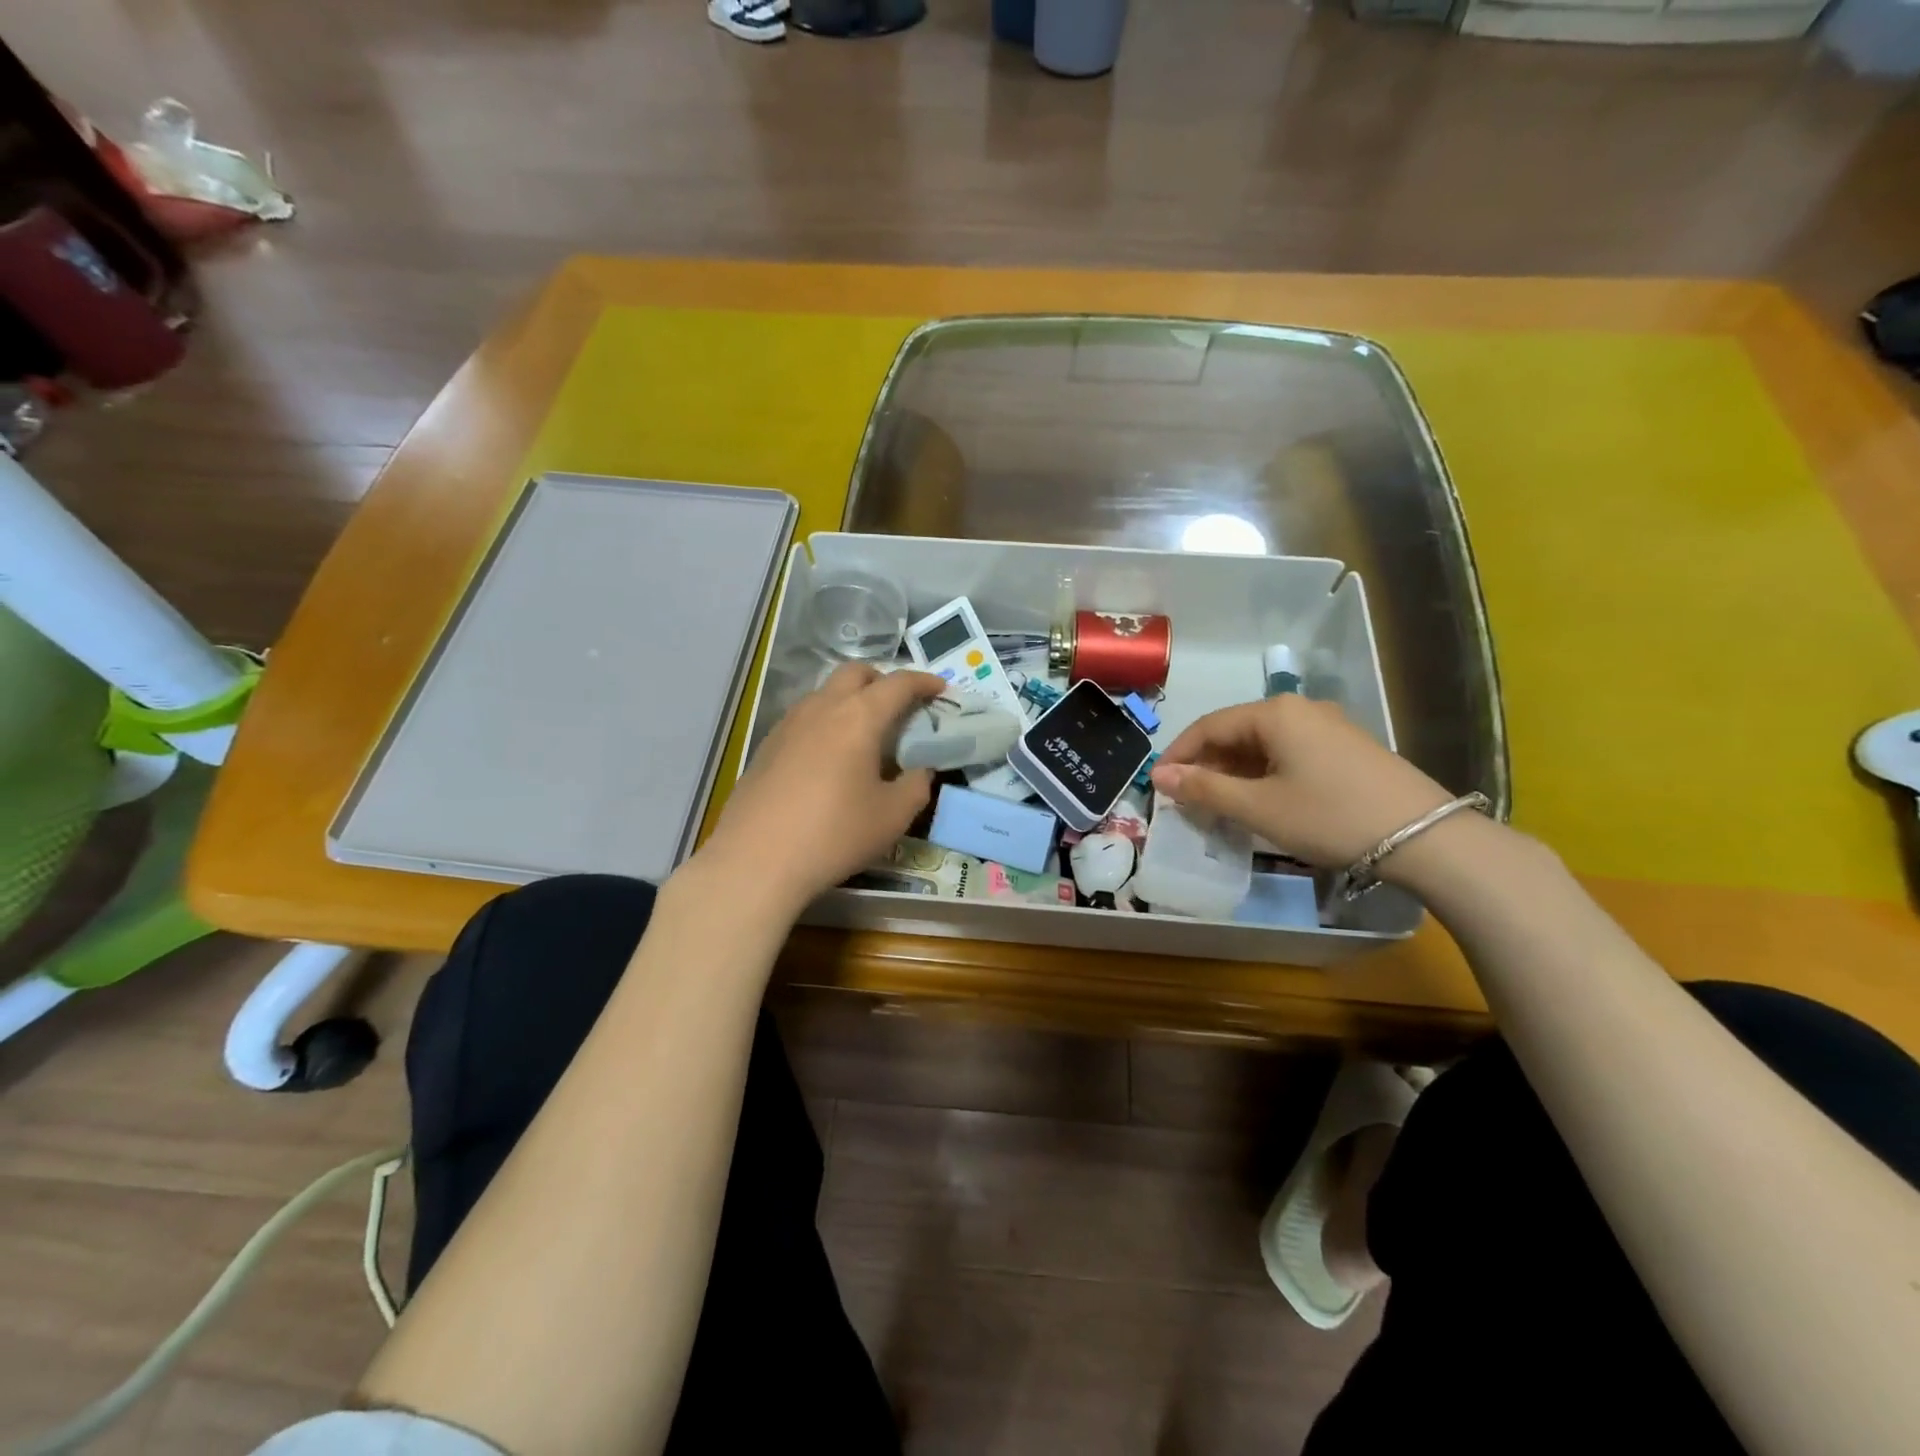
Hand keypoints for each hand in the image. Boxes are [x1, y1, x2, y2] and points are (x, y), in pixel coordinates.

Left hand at [694, 663, 944, 915]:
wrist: (756, 860)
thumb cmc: (834, 834)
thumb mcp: (893, 816)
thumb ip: (916, 786)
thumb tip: (920, 771)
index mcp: (858, 717)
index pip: (898, 684)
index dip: (924, 682)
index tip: (940, 689)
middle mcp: (822, 708)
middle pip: (855, 673)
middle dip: (882, 679)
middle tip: (900, 706)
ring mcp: (788, 724)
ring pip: (825, 693)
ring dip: (851, 699)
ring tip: (865, 733)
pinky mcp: (767, 746)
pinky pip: (805, 717)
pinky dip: (826, 721)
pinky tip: (829, 757)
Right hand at [1149, 696, 1453, 867]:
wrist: (1426, 837)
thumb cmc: (1330, 817)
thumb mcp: (1259, 807)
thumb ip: (1204, 789)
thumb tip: (1159, 776)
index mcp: (1274, 713)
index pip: (1208, 726)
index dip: (1178, 755)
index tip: (1156, 785)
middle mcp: (1299, 708)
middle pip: (1235, 732)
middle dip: (1206, 764)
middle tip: (1186, 800)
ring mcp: (1328, 726)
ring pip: (1262, 744)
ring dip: (1234, 771)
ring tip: (1219, 804)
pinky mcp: (1346, 747)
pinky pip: (1288, 752)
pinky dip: (1263, 773)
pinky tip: (1261, 800)